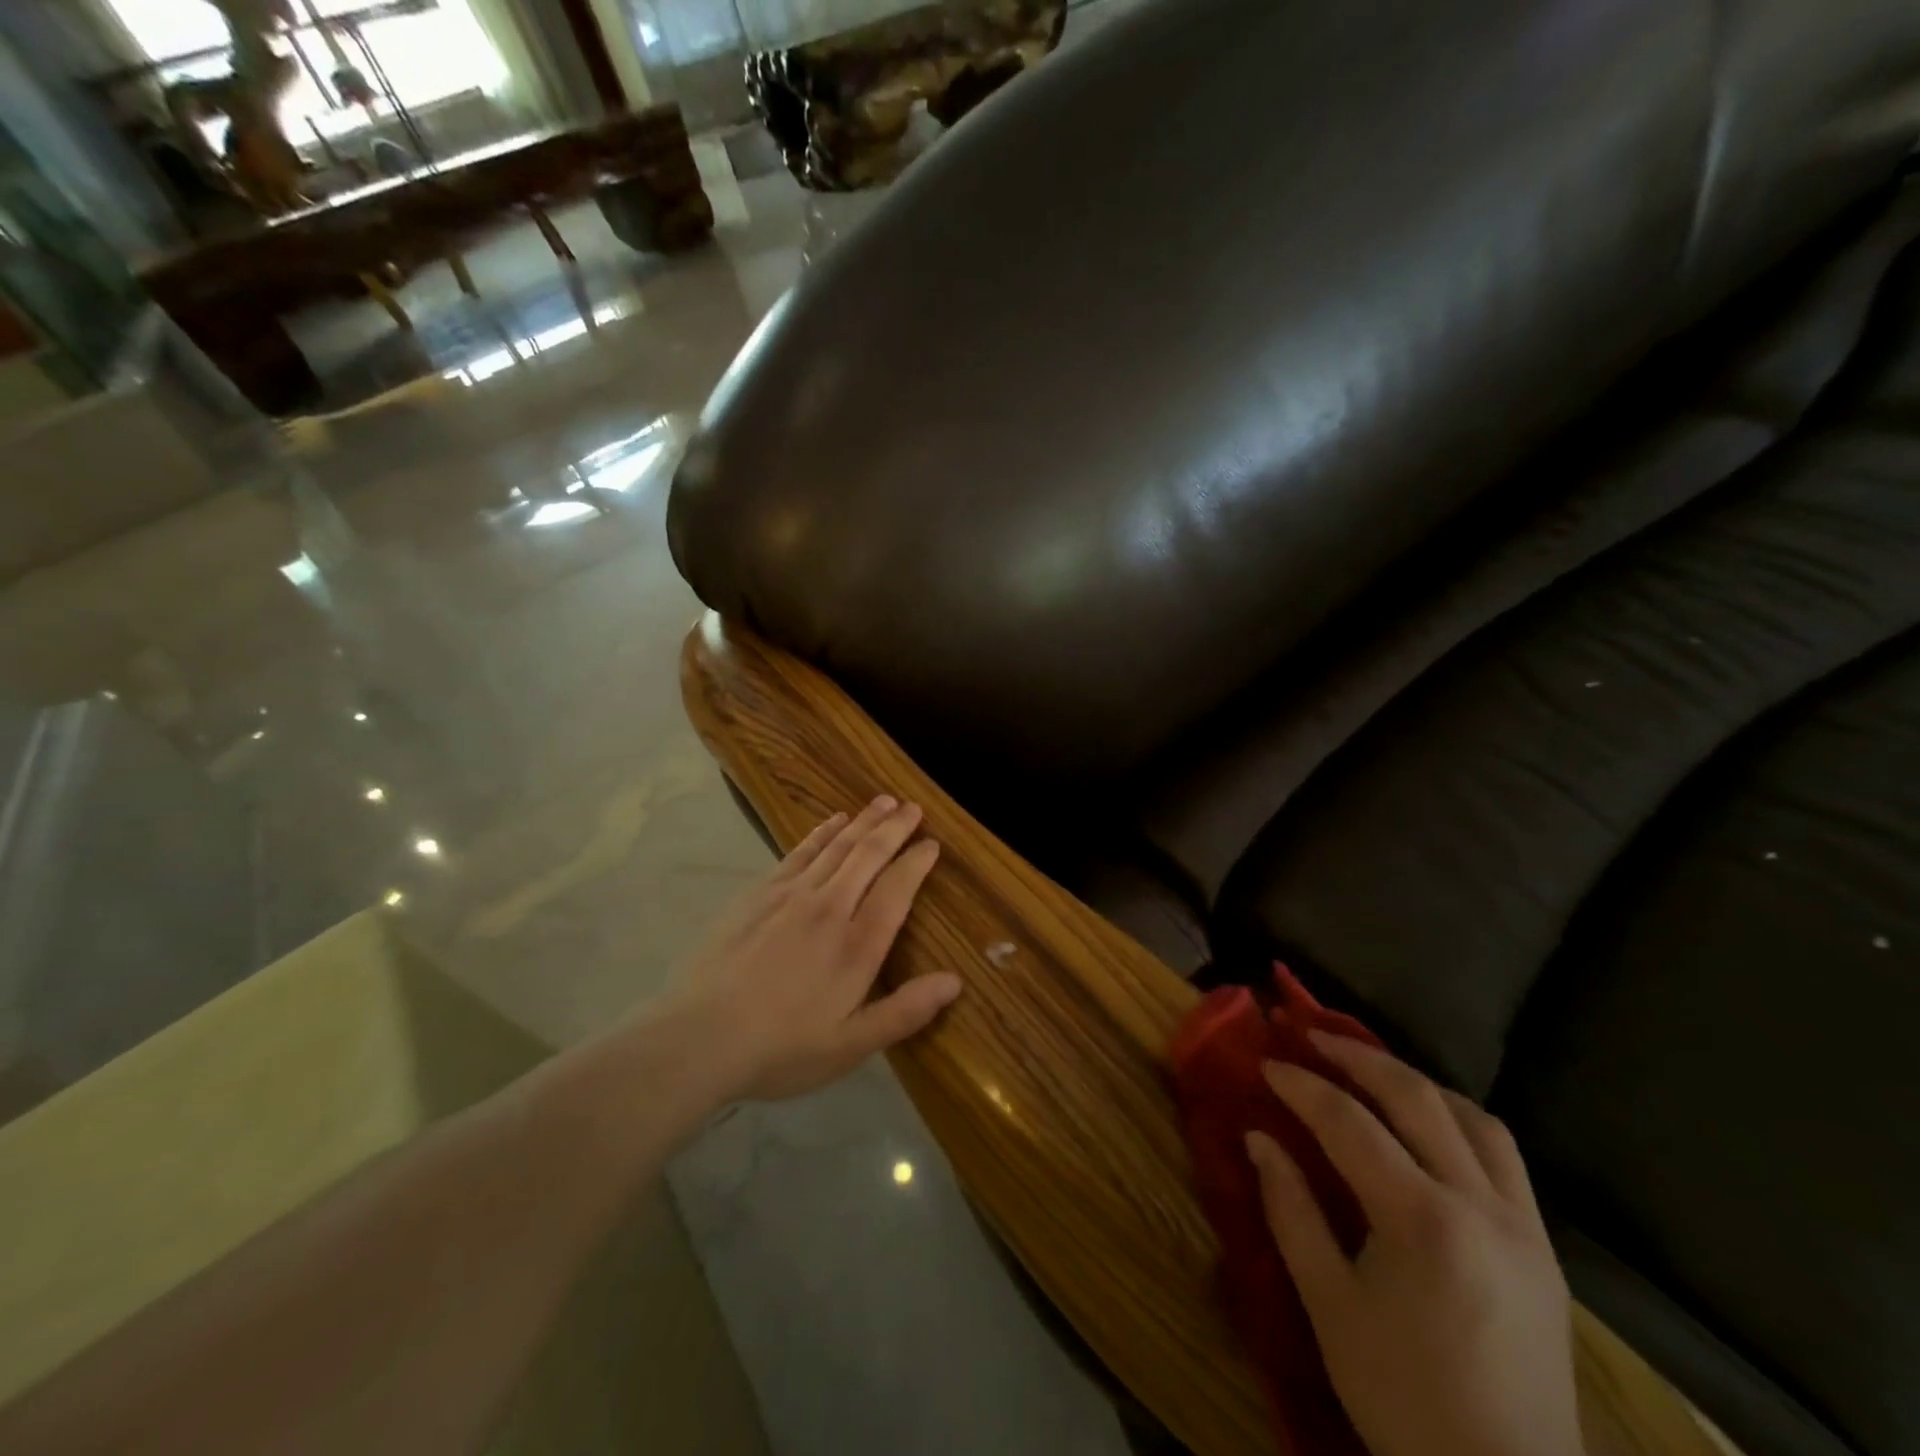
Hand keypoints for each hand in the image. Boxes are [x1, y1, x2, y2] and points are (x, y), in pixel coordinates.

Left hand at [671, 796, 961, 1102]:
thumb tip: (955, 982)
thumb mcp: (850, 1046)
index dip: (917, 862)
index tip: (933, 844)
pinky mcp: (759, 893)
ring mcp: (791, 895)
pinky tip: (834, 821)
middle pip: (868, 855)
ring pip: (837, 846)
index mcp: (857, 945)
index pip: (897, 889)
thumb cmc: (781, 1048)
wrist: (698, 1037)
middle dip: (895, 828)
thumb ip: (904, 1012)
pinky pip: (800, 851)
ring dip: (863, 821)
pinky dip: (822, 832)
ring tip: (883, 801)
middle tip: (913, 807)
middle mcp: (829, 908)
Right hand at [1246, 1035, 1582, 1455]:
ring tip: (1370, 1072)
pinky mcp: (1545, 1249)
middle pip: (1417, 1097)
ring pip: (1472, 1117)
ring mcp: (1524, 1226)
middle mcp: (1482, 1207)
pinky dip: (1457, 1119)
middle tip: (1312, 1036)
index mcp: (1423, 1222)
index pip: (1350, 1123)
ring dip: (1415, 1082)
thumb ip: (1291, 1210)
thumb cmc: (1402, 1398)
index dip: (1302, 1086)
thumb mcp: (1328, 1306)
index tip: (1267, 1063)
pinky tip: (1427, 1127)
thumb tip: (1258, 1138)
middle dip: (1357, 1057)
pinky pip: (1503, 1155)